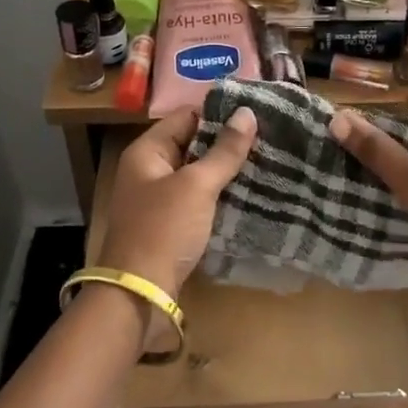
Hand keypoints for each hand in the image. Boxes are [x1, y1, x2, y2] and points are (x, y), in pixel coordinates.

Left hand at [99, 106, 258, 304]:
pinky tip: (249, 194)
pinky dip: (220, 195)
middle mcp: (149, 170)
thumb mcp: (197, 186)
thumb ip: (224, 151)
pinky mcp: (170, 225)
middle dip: (227, 142)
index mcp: (147, 151)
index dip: (219, 113)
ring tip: (267, 162)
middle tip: (269, 138)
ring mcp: (159, 199)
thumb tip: (248, 113)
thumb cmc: (164, 230)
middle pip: (192, 144)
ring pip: (198, 174)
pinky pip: (199, 199)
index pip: (186, 116)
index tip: (257, 114)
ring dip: (226, 170)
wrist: (139, 294)